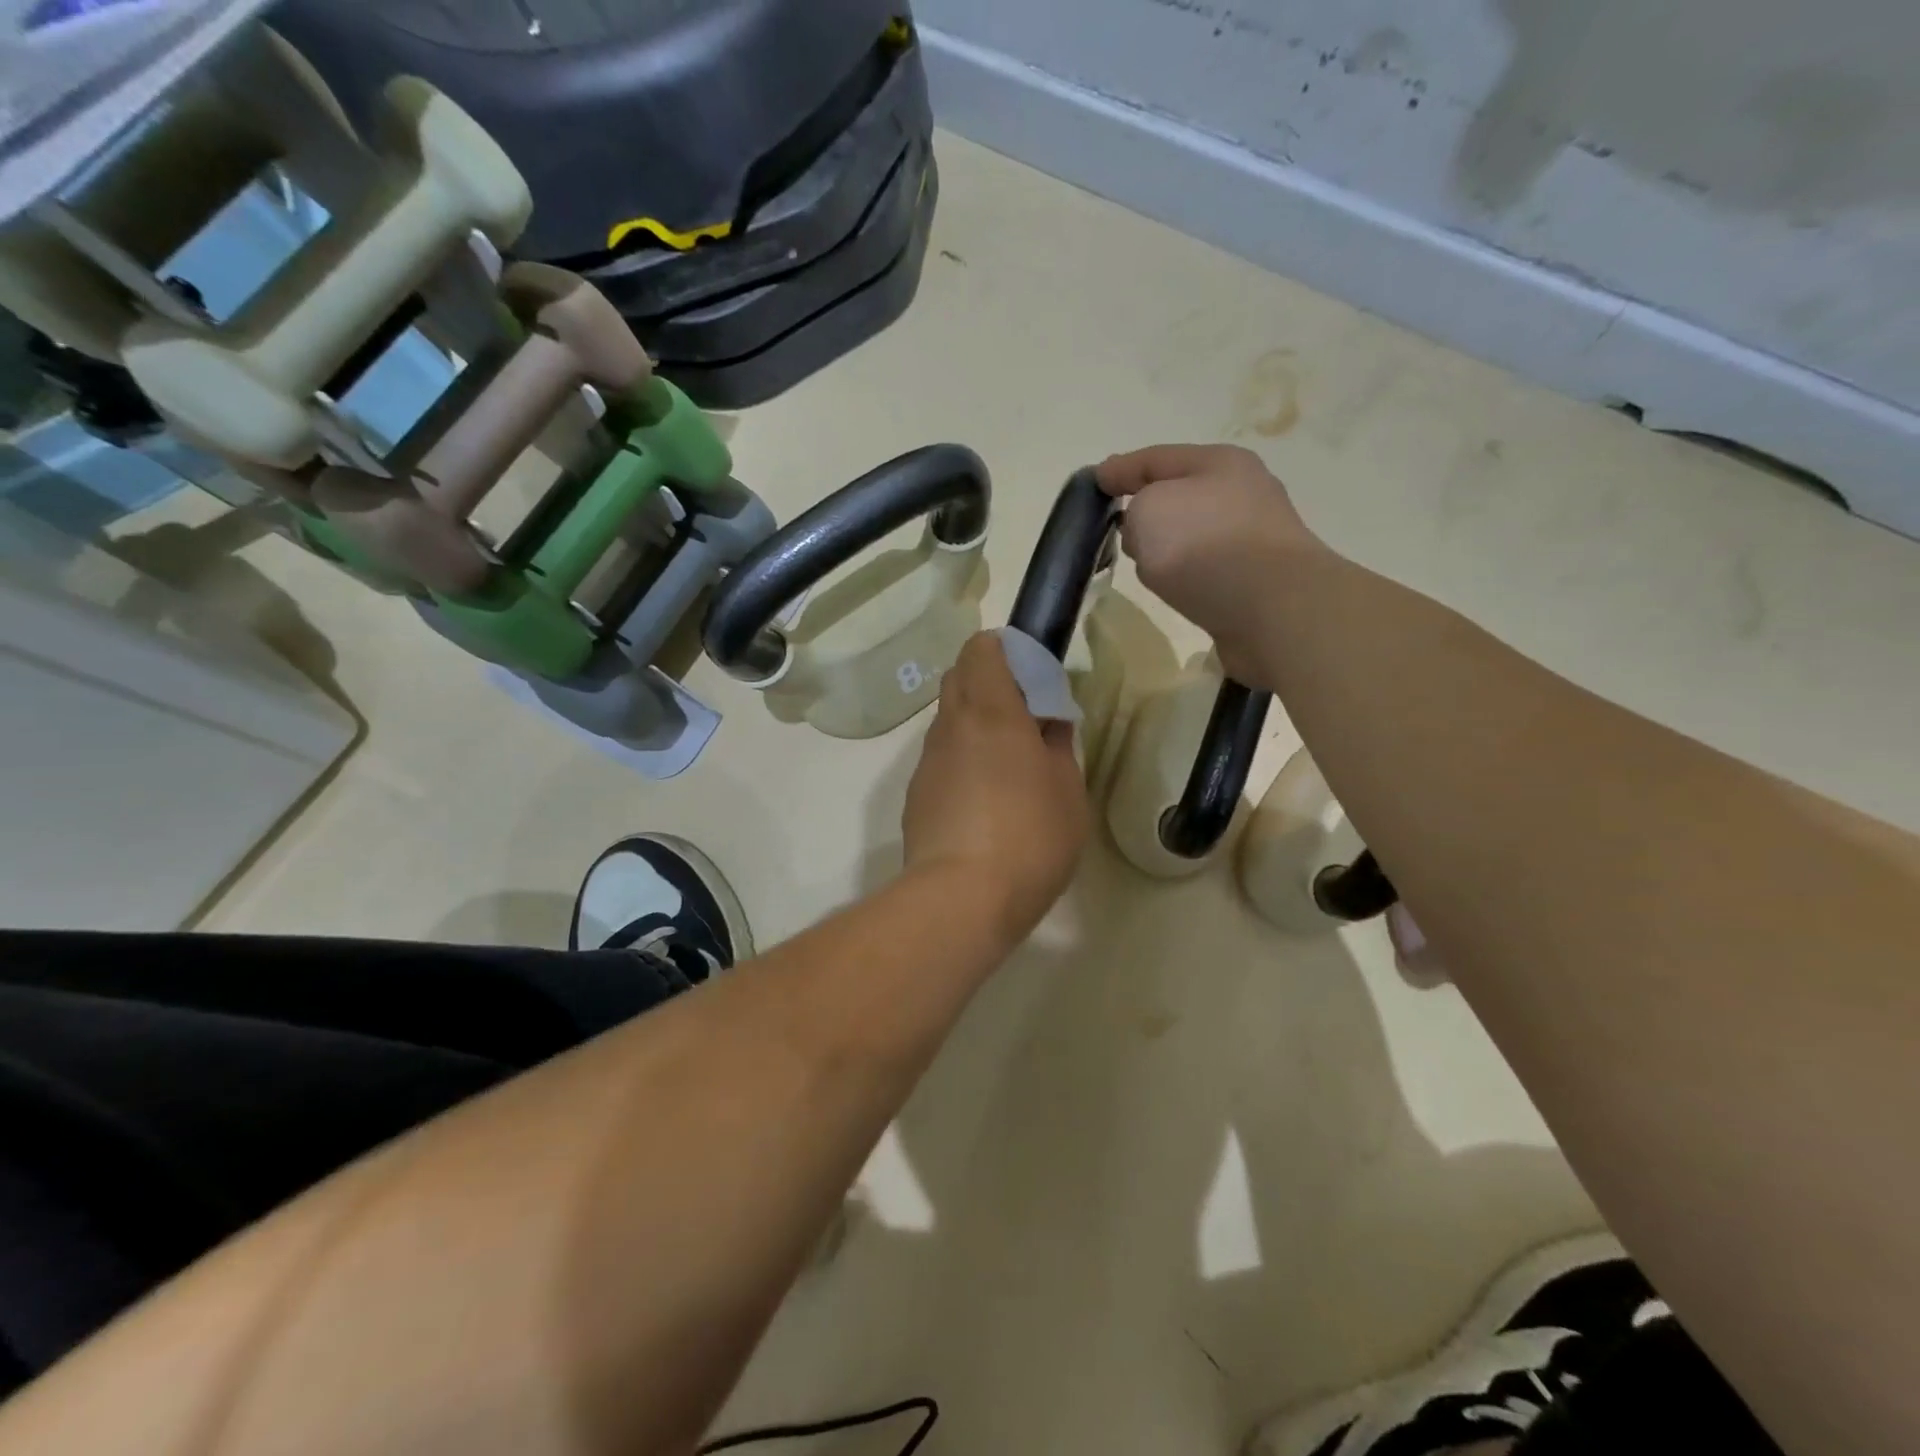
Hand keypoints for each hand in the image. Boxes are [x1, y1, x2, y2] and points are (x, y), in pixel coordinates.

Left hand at [903, 633, 1089, 946]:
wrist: (962, 898)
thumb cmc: (1030, 836)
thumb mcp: (1068, 790)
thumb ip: (1058, 746)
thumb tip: (1049, 723)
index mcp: (991, 710)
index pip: (981, 649)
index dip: (1006, 651)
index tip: (1032, 677)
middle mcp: (951, 726)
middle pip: (958, 678)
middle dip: (989, 682)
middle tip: (1024, 717)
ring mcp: (927, 761)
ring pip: (948, 721)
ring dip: (974, 724)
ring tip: (1007, 765)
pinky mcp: (916, 795)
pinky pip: (940, 759)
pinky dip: (961, 760)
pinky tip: (983, 801)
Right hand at [1097, 444, 1325, 683]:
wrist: (1273, 609)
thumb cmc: (1204, 545)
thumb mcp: (1149, 510)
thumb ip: (1134, 511)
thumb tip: (1147, 534)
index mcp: (1219, 463)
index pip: (1156, 458)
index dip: (1120, 469)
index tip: (1092, 483)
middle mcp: (1242, 494)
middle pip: (1180, 495)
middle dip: (1146, 507)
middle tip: (1115, 527)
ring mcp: (1253, 539)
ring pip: (1194, 535)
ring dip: (1169, 546)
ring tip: (1143, 564)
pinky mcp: (1256, 581)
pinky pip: (1207, 570)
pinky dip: (1188, 576)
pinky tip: (1175, 590)